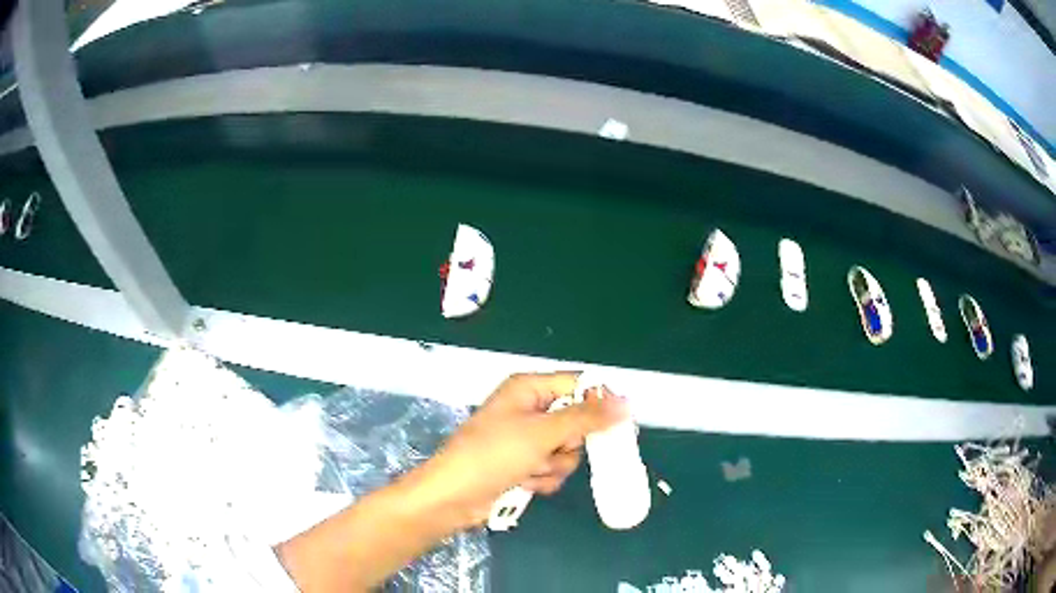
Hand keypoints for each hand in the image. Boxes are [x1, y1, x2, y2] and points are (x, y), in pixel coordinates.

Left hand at [413, 372, 628, 529]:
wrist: (454, 496)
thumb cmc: (493, 455)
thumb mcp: (542, 433)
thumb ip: (586, 418)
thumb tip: (625, 401)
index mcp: (529, 389)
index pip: (578, 386)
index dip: (599, 403)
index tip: (618, 424)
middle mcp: (529, 410)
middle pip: (576, 422)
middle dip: (567, 444)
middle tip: (552, 450)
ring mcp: (526, 440)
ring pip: (566, 451)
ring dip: (553, 465)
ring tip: (529, 470)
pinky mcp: (523, 465)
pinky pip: (552, 468)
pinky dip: (542, 478)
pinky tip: (523, 483)